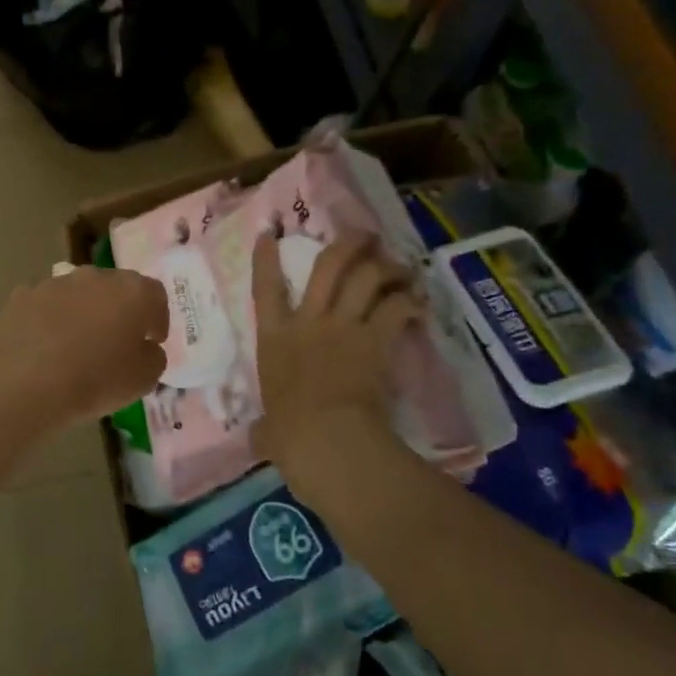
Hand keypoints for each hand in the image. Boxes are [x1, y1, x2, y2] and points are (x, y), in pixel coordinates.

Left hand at [0, 266, 169, 428]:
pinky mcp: (23, 295)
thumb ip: (154, 357)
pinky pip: (46, 305)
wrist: (25, 383)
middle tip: (115, 342)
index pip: (156, 295)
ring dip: (83, 313)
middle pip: (115, 288)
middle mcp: (96, 276)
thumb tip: (146, 348)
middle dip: (119, 311)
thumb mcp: (144, 380)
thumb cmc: (96, 381)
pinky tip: (44, 347)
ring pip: (79, 294)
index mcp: (133, 291)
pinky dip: (50, 320)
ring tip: (76, 346)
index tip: (152, 341)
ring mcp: (56, 282)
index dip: (157, 319)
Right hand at [251, 232, 420, 474]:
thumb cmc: (289, 434)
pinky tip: (417, 302)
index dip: (266, 259)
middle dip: (348, 245)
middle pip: (328, 266)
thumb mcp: (267, 430)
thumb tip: (257, 440)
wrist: (327, 439)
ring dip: (387, 268)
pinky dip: (410, 301)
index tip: (271, 235)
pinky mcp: (377, 341)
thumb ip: (264, 428)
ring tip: (400, 268)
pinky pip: (397, 308)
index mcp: (274, 339)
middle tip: (364, 236)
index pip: (265, 289)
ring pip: (368, 278)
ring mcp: (345, 328)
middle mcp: (309, 322)